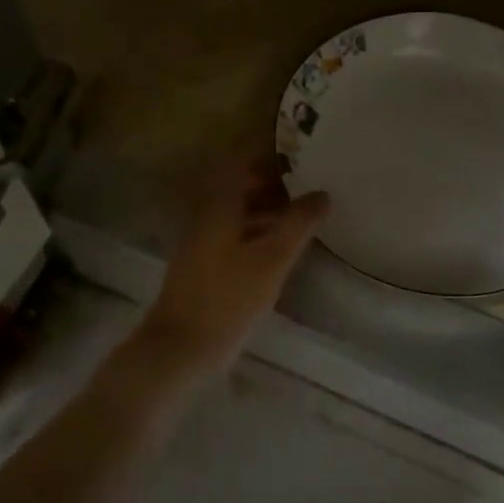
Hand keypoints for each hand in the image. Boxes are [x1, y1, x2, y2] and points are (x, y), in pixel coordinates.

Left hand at [130, 151, 329, 392]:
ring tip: (302, 219)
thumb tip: (322, 193)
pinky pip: (234, 236)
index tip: (298, 155)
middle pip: (239, 187)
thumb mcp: (271, 259)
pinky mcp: (204, 267)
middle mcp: (207, 217)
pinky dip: (258, 233)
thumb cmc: (228, 297)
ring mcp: (203, 243)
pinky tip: (280, 251)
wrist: (181, 347)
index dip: (267, 155)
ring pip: (238, 213)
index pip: (240, 162)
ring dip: (267, 210)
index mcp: (220, 206)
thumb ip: (298, 224)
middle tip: (308, 187)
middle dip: (272, 184)